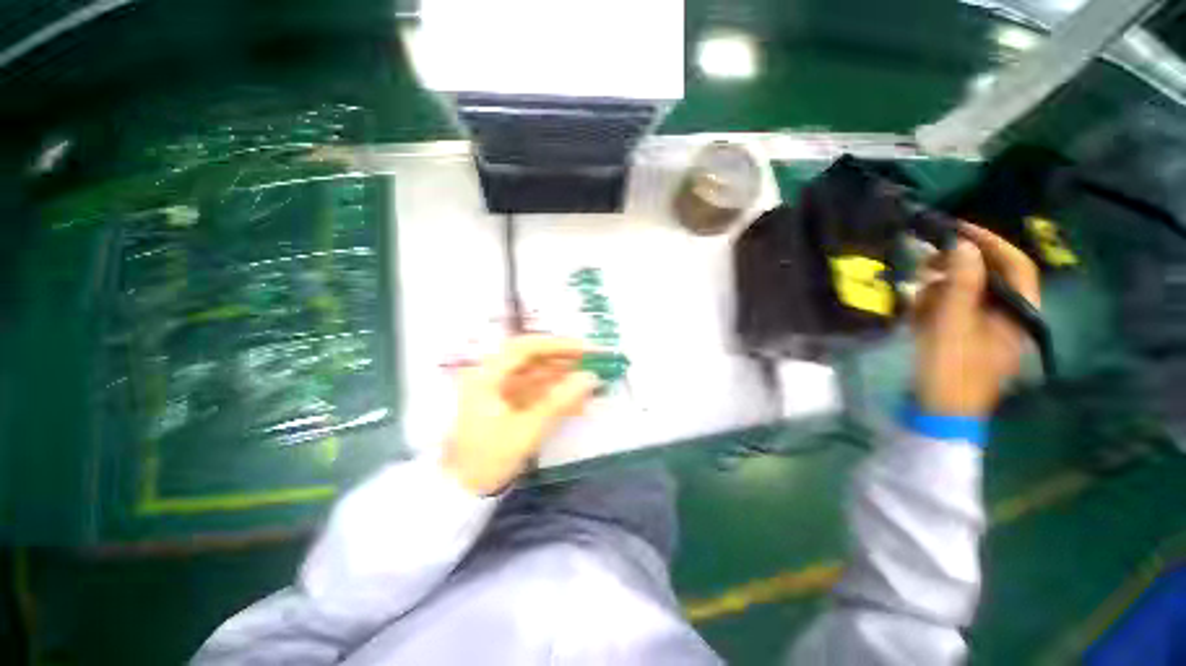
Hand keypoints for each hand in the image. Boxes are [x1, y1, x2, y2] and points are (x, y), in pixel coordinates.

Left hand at [442, 336, 598, 494]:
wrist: (462, 492)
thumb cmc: (488, 459)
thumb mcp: (527, 430)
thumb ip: (559, 401)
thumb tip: (590, 378)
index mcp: (487, 376)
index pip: (525, 347)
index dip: (557, 345)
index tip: (585, 349)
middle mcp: (492, 376)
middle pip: (531, 359)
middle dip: (563, 360)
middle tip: (592, 363)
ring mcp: (499, 391)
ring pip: (535, 375)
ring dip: (562, 378)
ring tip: (590, 383)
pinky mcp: (507, 405)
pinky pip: (535, 393)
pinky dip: (555, 396)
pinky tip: (577, 404)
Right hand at [912, 222, 1040, 416]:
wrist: (937, 414)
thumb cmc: (950, 373)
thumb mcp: (951, 327)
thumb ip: (959, 286)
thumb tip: (962, 246)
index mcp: (1018, 314)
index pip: (1016, 266)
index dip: (990, 243)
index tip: (956, 230)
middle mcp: (1007, 316)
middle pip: (988, 278)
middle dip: (955, 269)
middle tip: (923, 264)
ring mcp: (985, 328)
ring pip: (965, 294)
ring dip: (938, 292)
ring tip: (915, 303)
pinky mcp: (964, 338)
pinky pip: (951, 311)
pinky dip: (932, 310)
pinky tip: (916, 320)